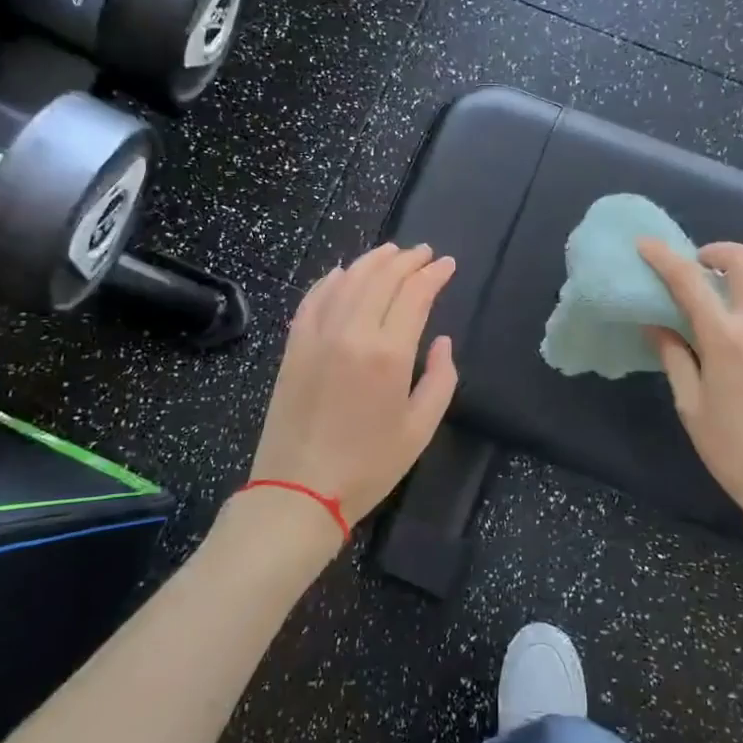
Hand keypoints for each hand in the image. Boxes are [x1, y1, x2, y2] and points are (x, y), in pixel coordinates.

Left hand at [245, 243, 458, 531]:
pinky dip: (330, 280)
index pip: (415, 294)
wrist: (299, 490)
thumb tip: (441, 342)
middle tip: (424, 253)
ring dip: (372, 261)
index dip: (434, 274)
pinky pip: (313, 299)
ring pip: (348, 281)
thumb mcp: (420, 429)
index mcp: (389, 354)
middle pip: (382, 278)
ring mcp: (317, 335)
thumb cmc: (369, 466)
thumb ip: (440, 379)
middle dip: (407, 260)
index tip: (447, 264)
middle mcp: (352, 332)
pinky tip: (342, 273)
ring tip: (391, 252)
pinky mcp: (294, 346)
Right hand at [637, 239, 742, 541]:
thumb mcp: (691, 406)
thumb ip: (674, 357)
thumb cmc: (733, 451)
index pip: (690, 282)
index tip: (645, 244)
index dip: (664, 258)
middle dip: (716, 251)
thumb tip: (657, 324)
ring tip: (726, 287)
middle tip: (697, 266)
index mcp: (726, 341)